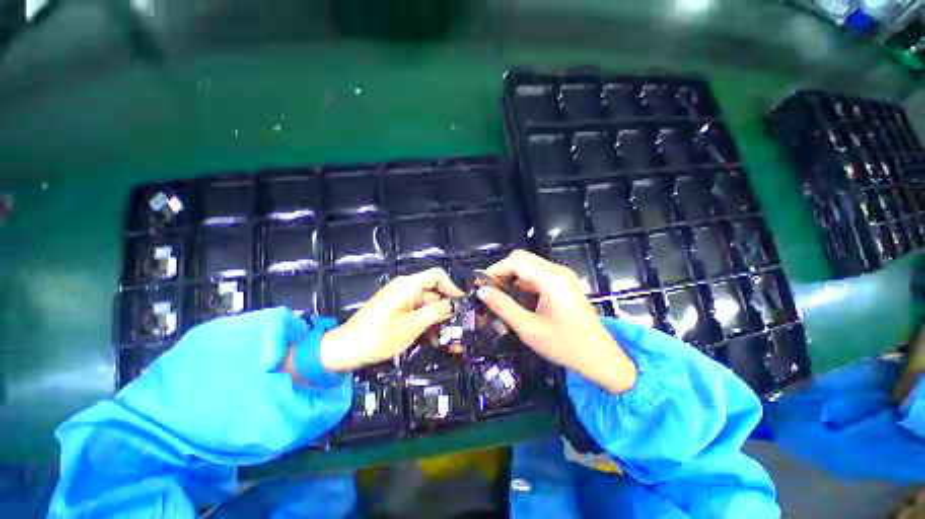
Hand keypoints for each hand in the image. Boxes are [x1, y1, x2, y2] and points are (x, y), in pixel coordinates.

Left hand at [319, 267, 464, 371]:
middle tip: (460, 329)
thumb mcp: (412, 325)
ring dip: (437, 321)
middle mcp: (406, 288)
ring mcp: (401, 300)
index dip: (452, 288)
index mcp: (408, 285)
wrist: (345, 350)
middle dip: (447, 311)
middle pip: (434, 293)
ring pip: (427, 306)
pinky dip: (426, 324)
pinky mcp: (397, 310)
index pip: (437, 276)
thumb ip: (436, 312)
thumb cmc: (379, 336)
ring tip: (448, 341)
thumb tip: (455, 304)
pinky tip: (433, 341)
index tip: (463, 305)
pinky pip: (417, 313)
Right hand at [478, 250, 636, 393]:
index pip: (516, 260)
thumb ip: (503, 306)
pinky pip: (538, 275)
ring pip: (529, 266)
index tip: (481, 285)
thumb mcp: (528, 328)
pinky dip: (523, 283)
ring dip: (512, 277)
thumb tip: (481, 291)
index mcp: (551, 279)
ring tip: (499, 296)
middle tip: (489, 291)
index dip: (495, 269)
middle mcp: (558, 271)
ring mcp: (562, 276)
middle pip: (522, 259)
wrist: (600, 358)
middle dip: (502, 272)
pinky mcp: (564, 284)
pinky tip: (516, 298)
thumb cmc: (565, 345)